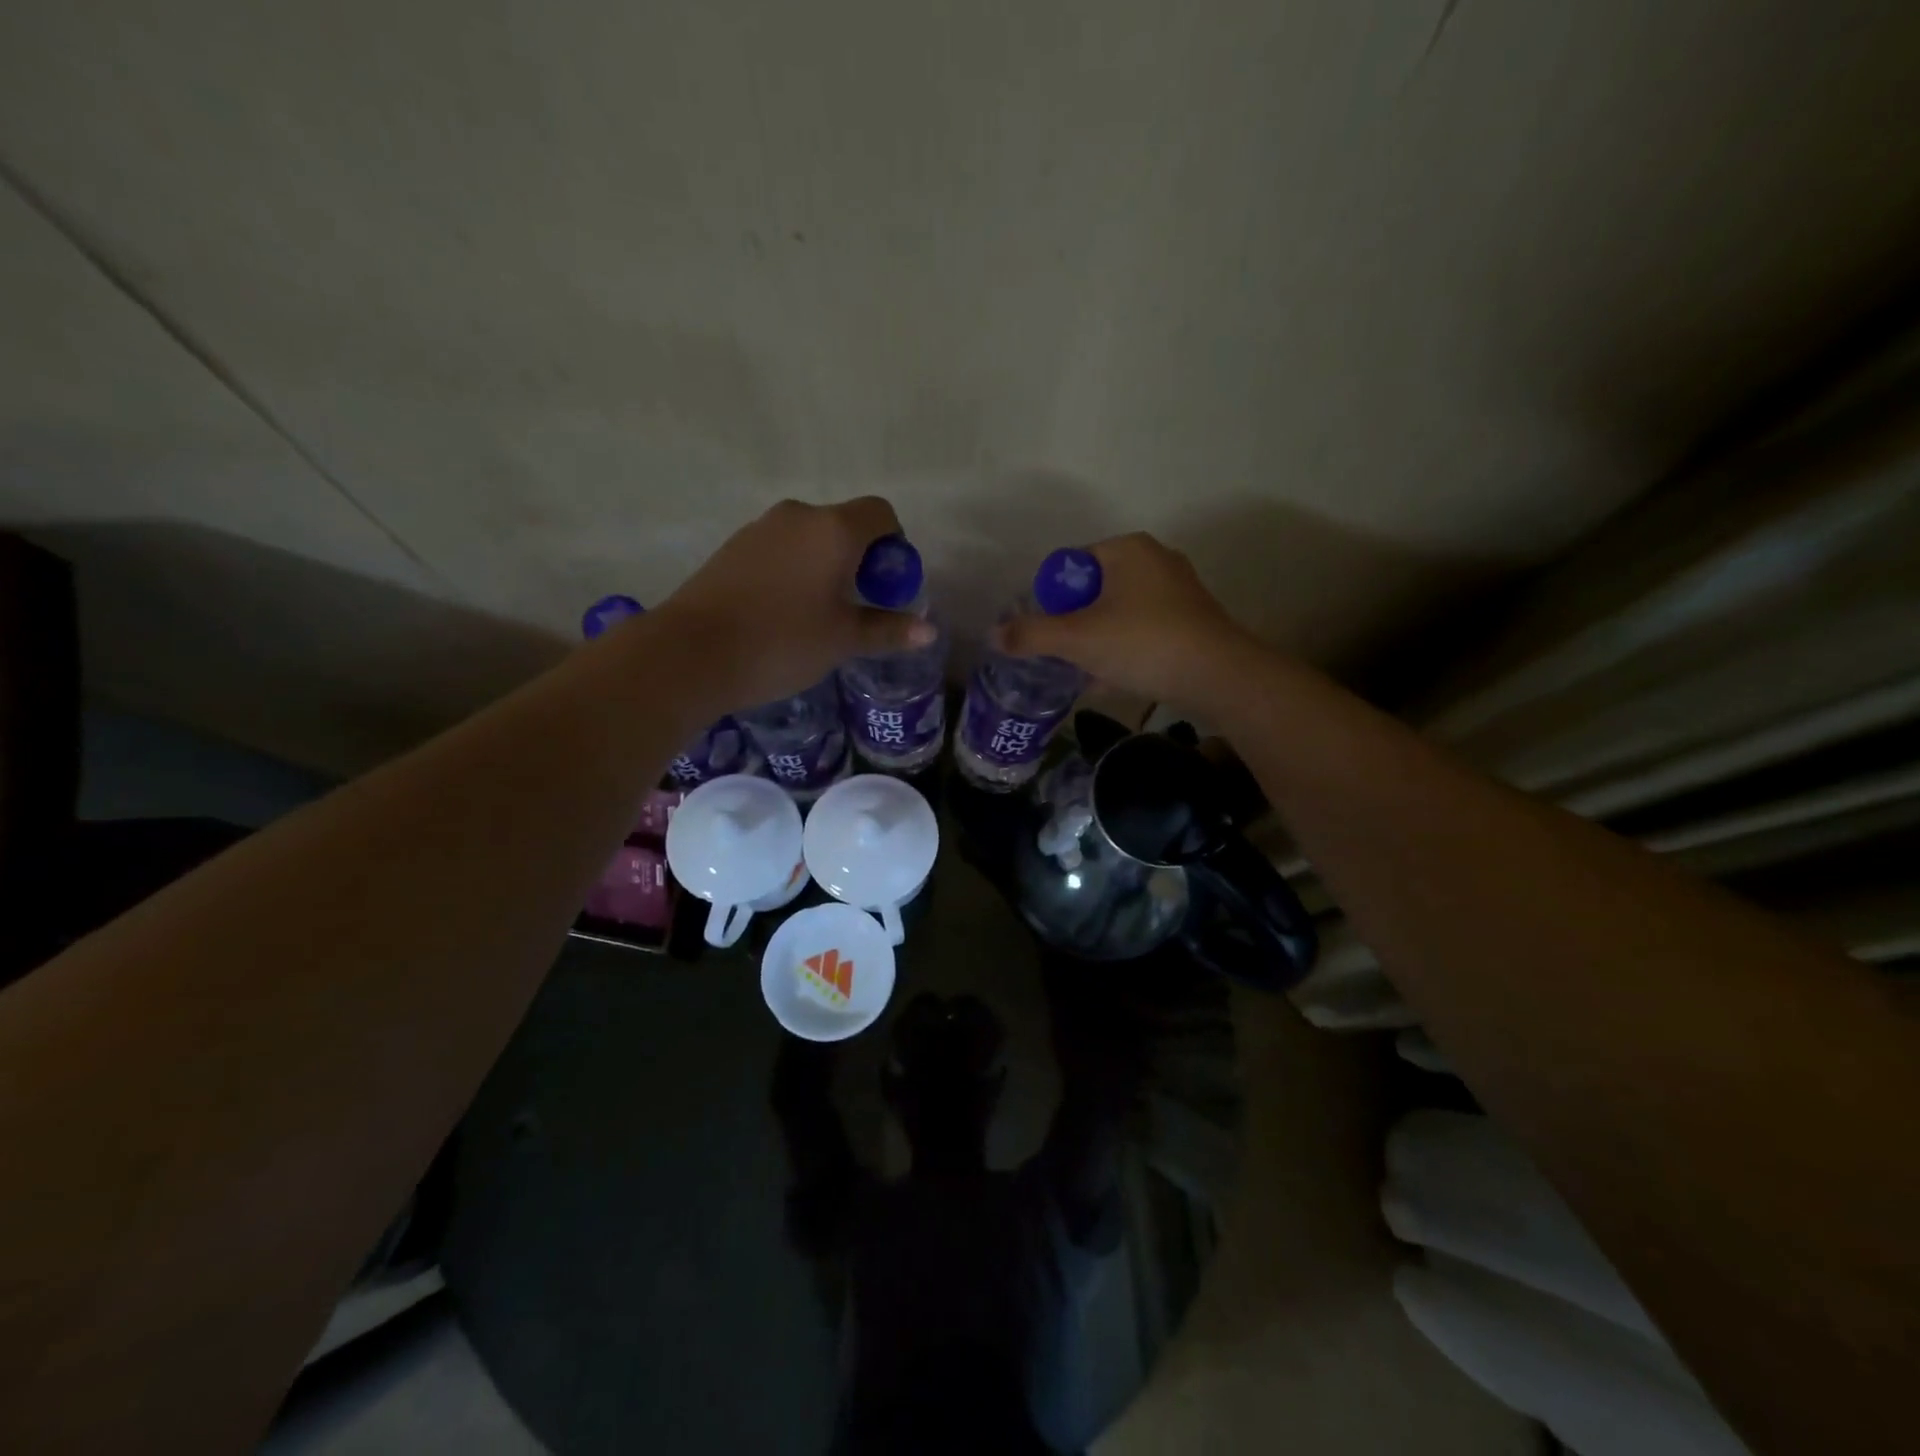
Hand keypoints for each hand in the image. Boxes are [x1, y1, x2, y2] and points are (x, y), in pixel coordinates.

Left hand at [657, 497, 934, 708]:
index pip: (881, 513)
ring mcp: (760, 528)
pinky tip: (784, 612)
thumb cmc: (781, 642)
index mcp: (833, 529)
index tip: (888, 586)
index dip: (894, 545)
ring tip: (820, 614)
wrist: (691, 653)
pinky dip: (795, 570)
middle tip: (858, 607)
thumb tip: (928, 630)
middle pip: (845, 524)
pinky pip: (780, 550)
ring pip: (810, 538)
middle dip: (861, 559)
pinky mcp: (733, 548)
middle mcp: (798, 516)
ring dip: (826, 565)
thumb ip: (887, 630)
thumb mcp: (842, 640)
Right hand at [995, 532, 1257, 708]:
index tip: (1048, 634)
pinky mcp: (1191, 619)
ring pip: (1117, 613)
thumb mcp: (1078, 639)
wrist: (1219, 677)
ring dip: (1096, 641)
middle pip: (1092, 591)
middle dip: (1073, 624)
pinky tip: (1112, 680)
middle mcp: (1154, 559)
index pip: (1069, 566)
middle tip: (1063, 655)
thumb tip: (994, 634)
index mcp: (1127, 549)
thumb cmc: (1143, 644)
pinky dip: (1123, 649)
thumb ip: (1031, 635)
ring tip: (1085, 672)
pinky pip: (1142, 629)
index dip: (1050, 600)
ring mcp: (1177, 589)